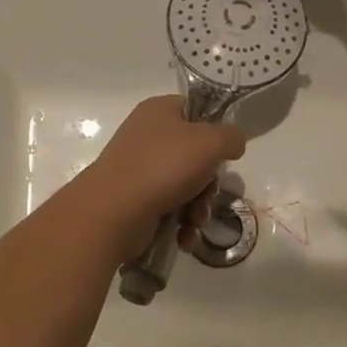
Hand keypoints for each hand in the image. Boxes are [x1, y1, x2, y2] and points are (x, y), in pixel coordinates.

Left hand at [81, 96, 245, 241]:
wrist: (113, 210)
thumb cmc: (163, 166)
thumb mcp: (209, 142)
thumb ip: (231, 137)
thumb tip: (233, 143)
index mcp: (159, 111)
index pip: (196, 110)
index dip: (214, 130)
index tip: (225, 152)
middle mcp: (147, 135)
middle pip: (194, 154)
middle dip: (208, 181)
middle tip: (208, 193)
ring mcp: (139, 168)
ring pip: (185, 184)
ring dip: (198, 206)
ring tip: (195, 221)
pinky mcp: (135, 198)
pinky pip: (169, 206)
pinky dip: (181, 222)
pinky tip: (184, 236)